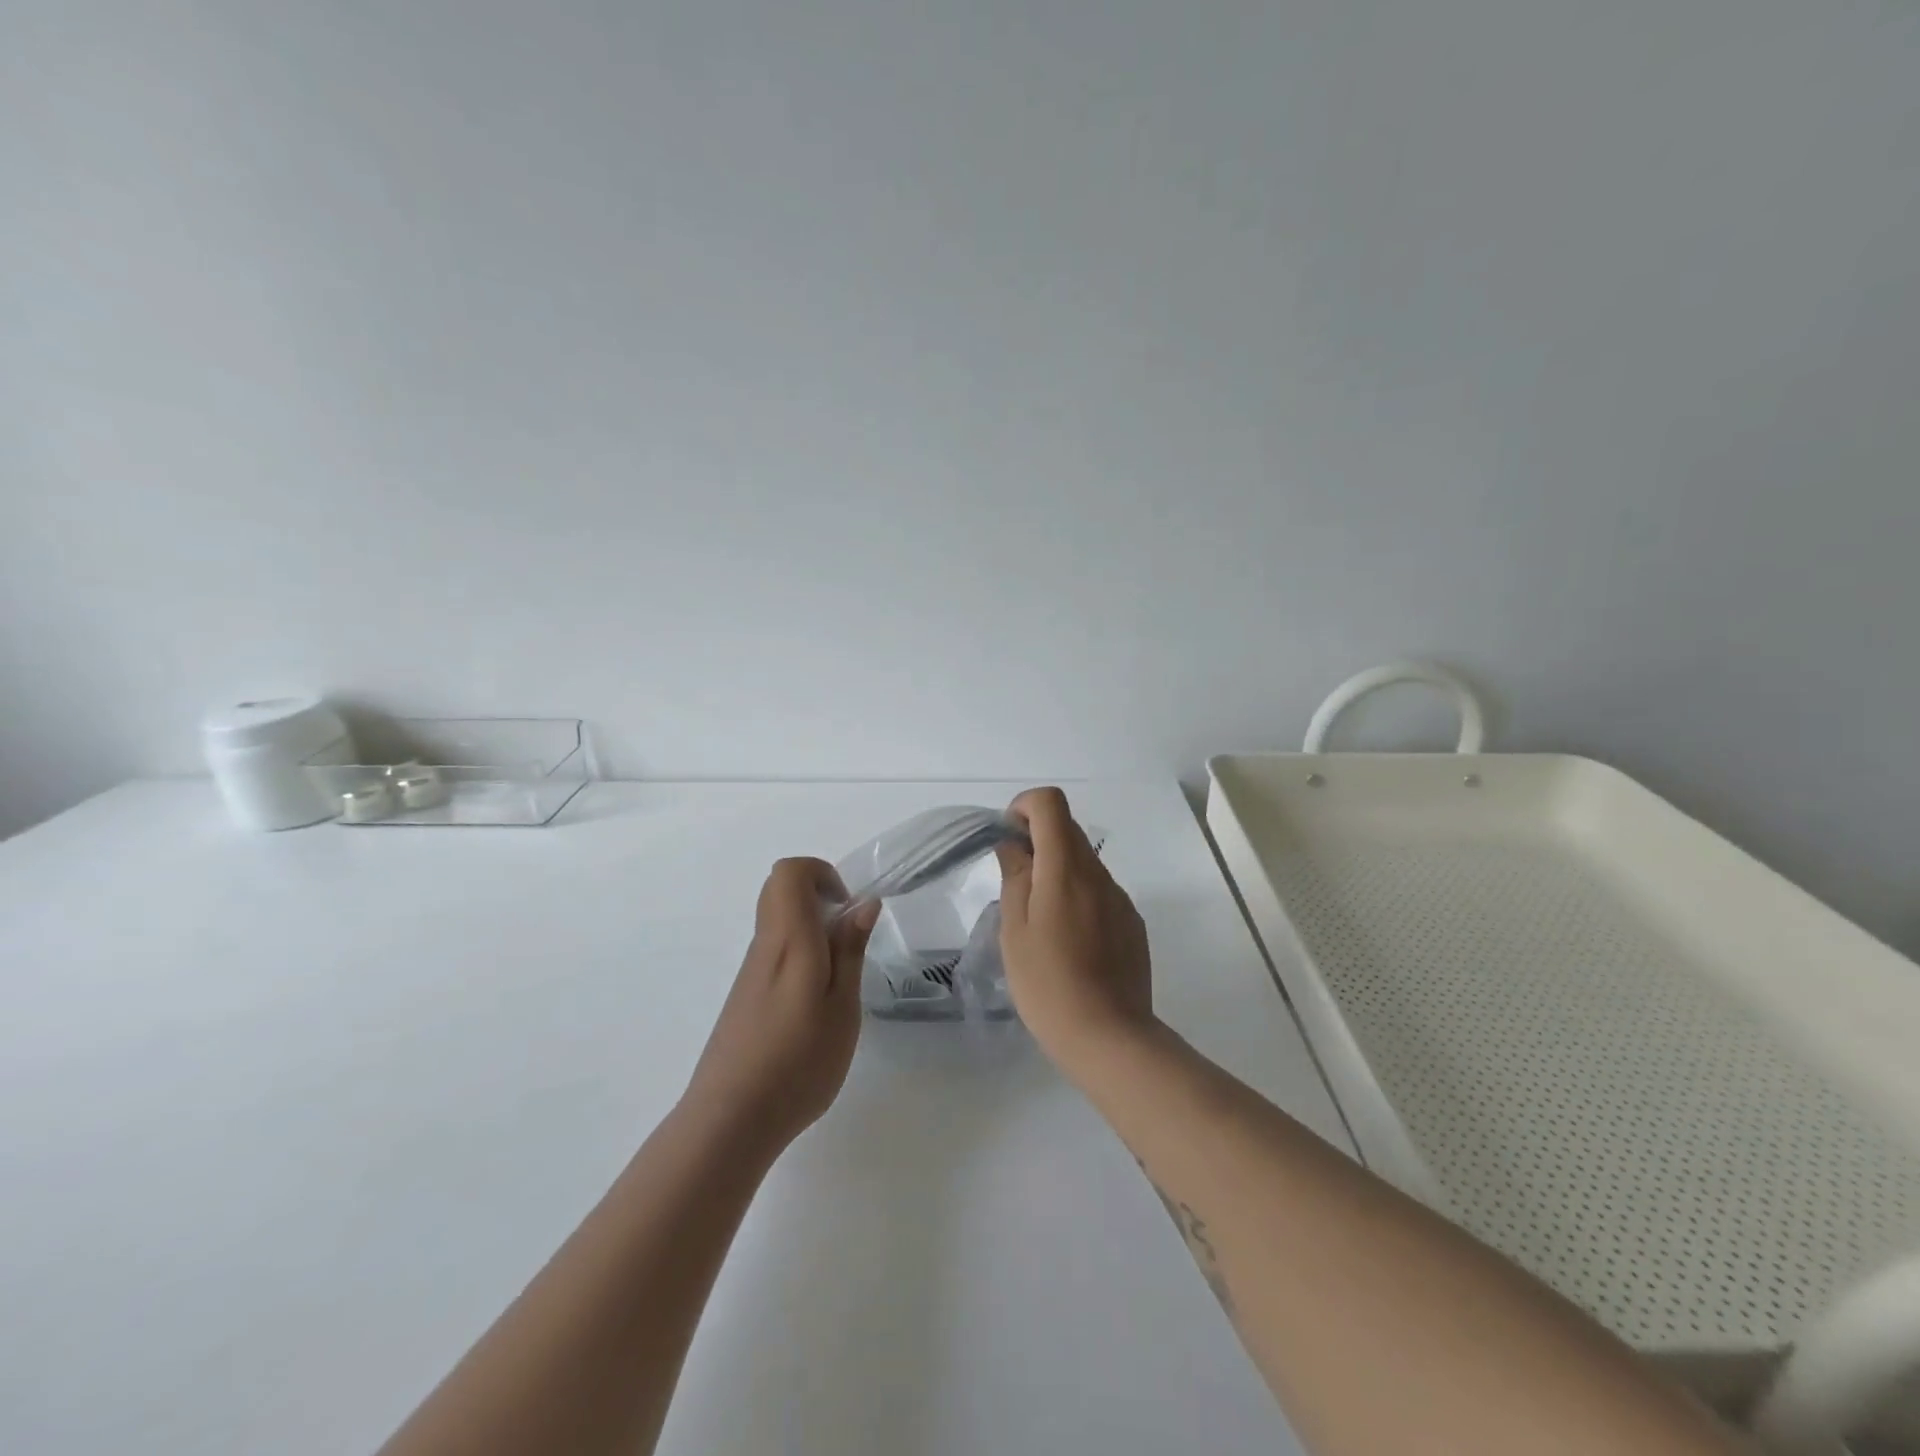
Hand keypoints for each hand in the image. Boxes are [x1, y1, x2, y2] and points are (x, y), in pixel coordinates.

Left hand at [682, 858, 880, 1156]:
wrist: (730, 1121)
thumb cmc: (797, 1062)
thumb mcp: (841, 1007)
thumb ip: (850, 950)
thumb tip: (863, 903)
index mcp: (789, 940)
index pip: (789, 872)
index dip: (821, 873)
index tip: (847, 908)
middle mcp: (764, 946)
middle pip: (779, 890)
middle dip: (819, 897)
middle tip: (847, 937)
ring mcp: (750, 972)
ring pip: (778, 923)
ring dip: (812, 931)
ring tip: (838, 983)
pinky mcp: (744, 996)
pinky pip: (774, 952)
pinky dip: (800, 957)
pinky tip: (814, 1008)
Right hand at [996, 787, 1154, 1071]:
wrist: (1109, 1037)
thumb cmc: (1048, 984)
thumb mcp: (1015, 930)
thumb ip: (1015, 877)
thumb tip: (1014, 845)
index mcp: (1066, 868)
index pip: (1050, 803)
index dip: (1024, 807)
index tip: (1008, 839)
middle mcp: (1098, 874)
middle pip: (1068, 829)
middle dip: (1037, 840)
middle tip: (1014, 882)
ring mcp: (1120, 898)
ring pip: (1084, 862)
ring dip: (1057, 871)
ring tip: (1039, 920)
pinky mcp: (1132, 923)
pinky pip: (1100, 891)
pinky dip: (1078, 896)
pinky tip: (1068, 941)